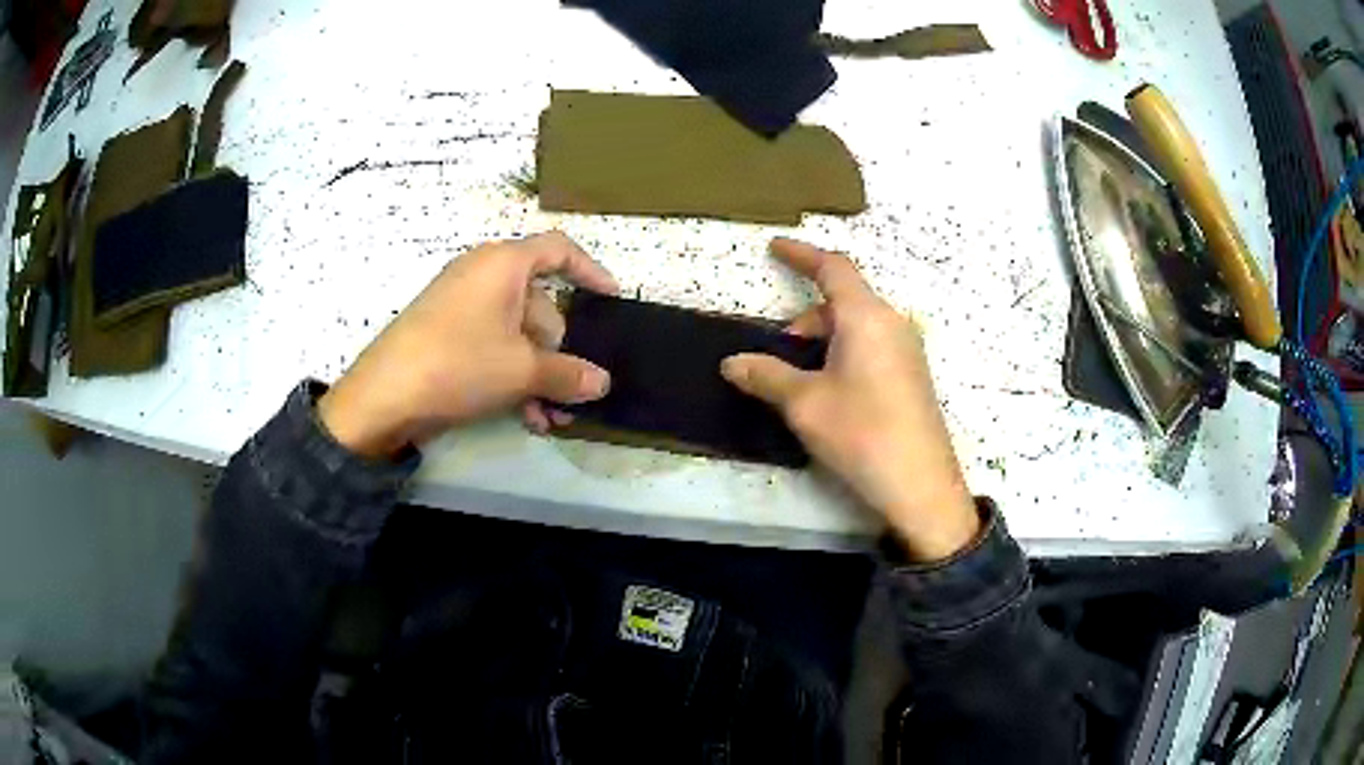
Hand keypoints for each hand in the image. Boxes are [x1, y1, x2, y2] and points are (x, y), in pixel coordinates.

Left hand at [319, 232, 617, 456]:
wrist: (383, 398)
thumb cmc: (459, 364)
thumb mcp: (522, 370)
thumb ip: (569, 374)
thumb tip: (602, 382)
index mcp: (503, 264)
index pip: (559, 250)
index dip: (590, 271)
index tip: (612, 300)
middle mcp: (483, 276)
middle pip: (540, 304)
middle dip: (559, 352)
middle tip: (571, 392)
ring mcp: (461, 306)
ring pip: (517, 335)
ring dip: (539, 375)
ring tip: (551, 417)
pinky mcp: (446, 335)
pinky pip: (493, 347)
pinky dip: (512, 377)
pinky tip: (526, 418)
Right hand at [721, 239, 979, 560]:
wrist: (920, 485)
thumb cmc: (861, 433)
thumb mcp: (804, 404)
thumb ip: (766, 376)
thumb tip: (732, 362)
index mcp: (866, 317)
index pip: (832, 268)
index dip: (801, 254)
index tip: (774, 246)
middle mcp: (892, 323)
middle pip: (844, 301)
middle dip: (806, 318)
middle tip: (779, 352)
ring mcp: (908, 350)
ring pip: (858, 326)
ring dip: (825, 339)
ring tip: (801, 379)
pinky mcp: (913, 376)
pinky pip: (873, 346)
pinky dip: (845, 353)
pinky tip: (832, 392)